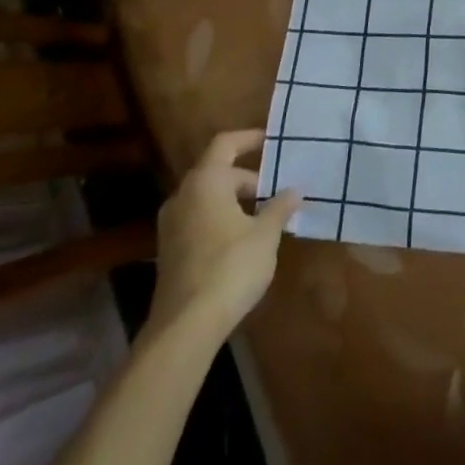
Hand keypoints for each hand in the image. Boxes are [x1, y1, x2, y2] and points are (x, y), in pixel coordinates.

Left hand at [145, 130, 299, 338]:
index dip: (250, 138)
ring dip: (235, 200)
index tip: (272, 141)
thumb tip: (294, 189)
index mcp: (205, 182)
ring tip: (265, 215)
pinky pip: (199, 219)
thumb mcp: (265, 235)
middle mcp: (183, 196)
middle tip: (277, 190)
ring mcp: (172, 225)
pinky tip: (243, 240)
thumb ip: (280, 207)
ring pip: (207, 198)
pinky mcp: (170, 251)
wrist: (185, 326)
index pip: (226, 144)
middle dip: (248, 178)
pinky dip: (221, 219)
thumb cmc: (230, 267)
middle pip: (217, 172)